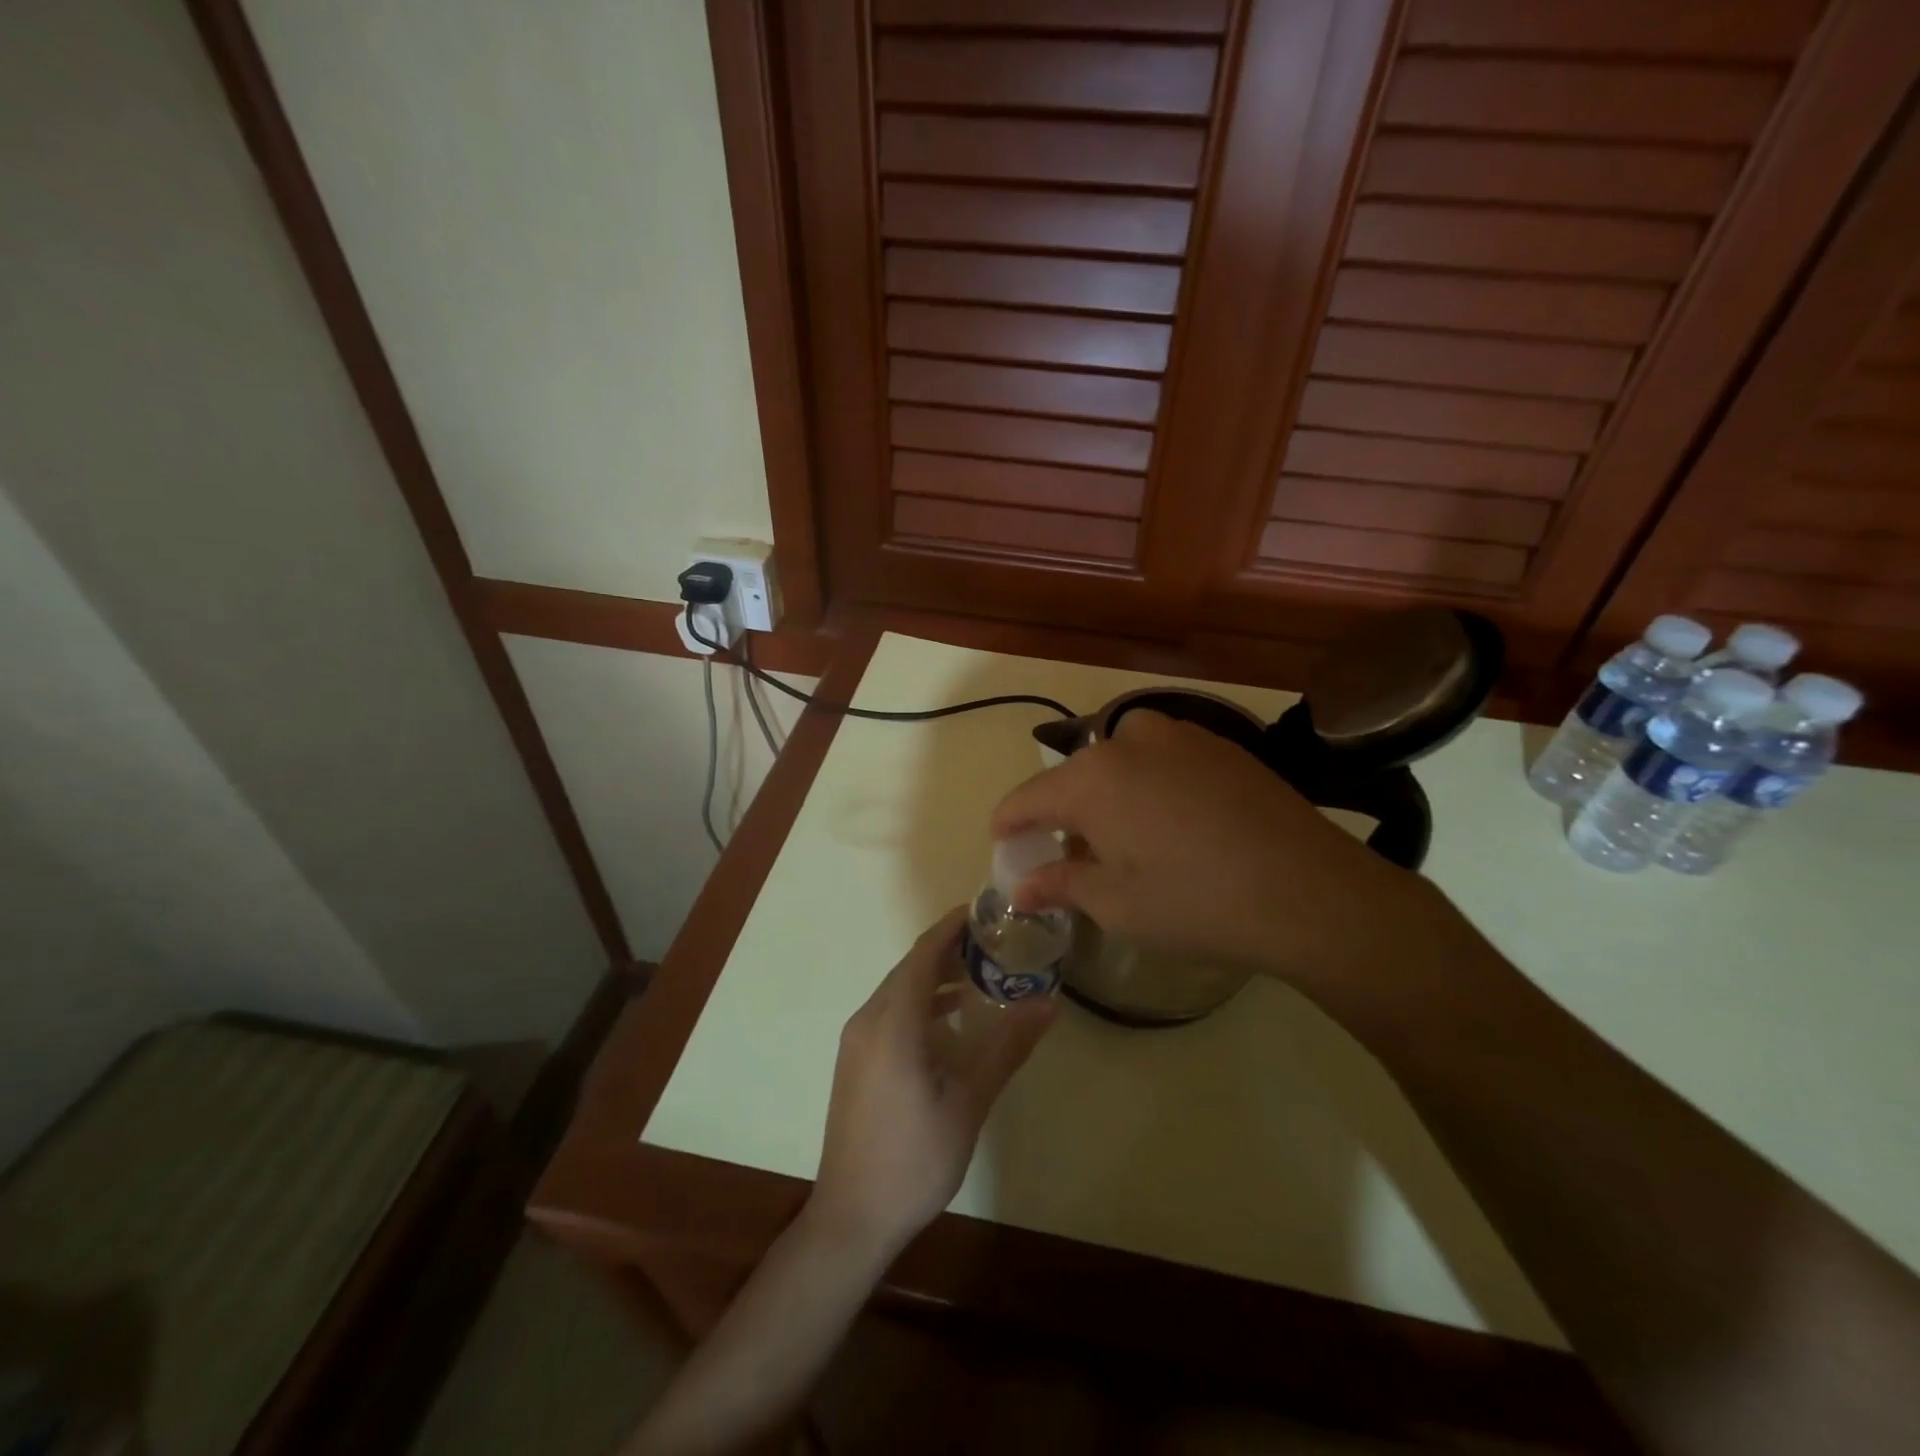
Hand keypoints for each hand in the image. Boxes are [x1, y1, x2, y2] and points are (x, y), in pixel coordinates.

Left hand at [809, 909, 1055, 1258]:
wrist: (851, 1218)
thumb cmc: (914, 1159)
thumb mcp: (969, 1102)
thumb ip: (1007, 1047)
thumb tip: (1048, 1003)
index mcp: (892, 1022)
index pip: (923, 953)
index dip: (953, 926)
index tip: (987, 910)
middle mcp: (867, 1020)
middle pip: (910, 967)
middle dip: (950, 949)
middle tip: (996, 943)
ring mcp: (856, 1041)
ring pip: (899, 990)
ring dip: (935, 977)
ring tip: (981, 976)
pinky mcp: (855, 1061)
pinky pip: (890, 1012)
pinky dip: (921, 1004)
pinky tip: (951, 1021)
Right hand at [990, 709, 1450, 991]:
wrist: (1310, 891)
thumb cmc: (1196, 902)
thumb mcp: (1116, 904)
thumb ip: (1060, 884)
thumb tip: (1020, 887)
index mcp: (1092, 777)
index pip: (1027, 797)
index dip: (1008, 823)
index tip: (1003, 844)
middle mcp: (1129, 740)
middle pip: (1075, 776)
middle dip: (1062, 814)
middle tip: (1070, 856)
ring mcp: (1181, 735)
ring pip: (1120, 762)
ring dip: (1108, 795)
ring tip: (1125, 839)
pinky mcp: (1221, 744)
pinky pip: (1163, 759)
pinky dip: (1149, 785)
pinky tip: (1174, 824)